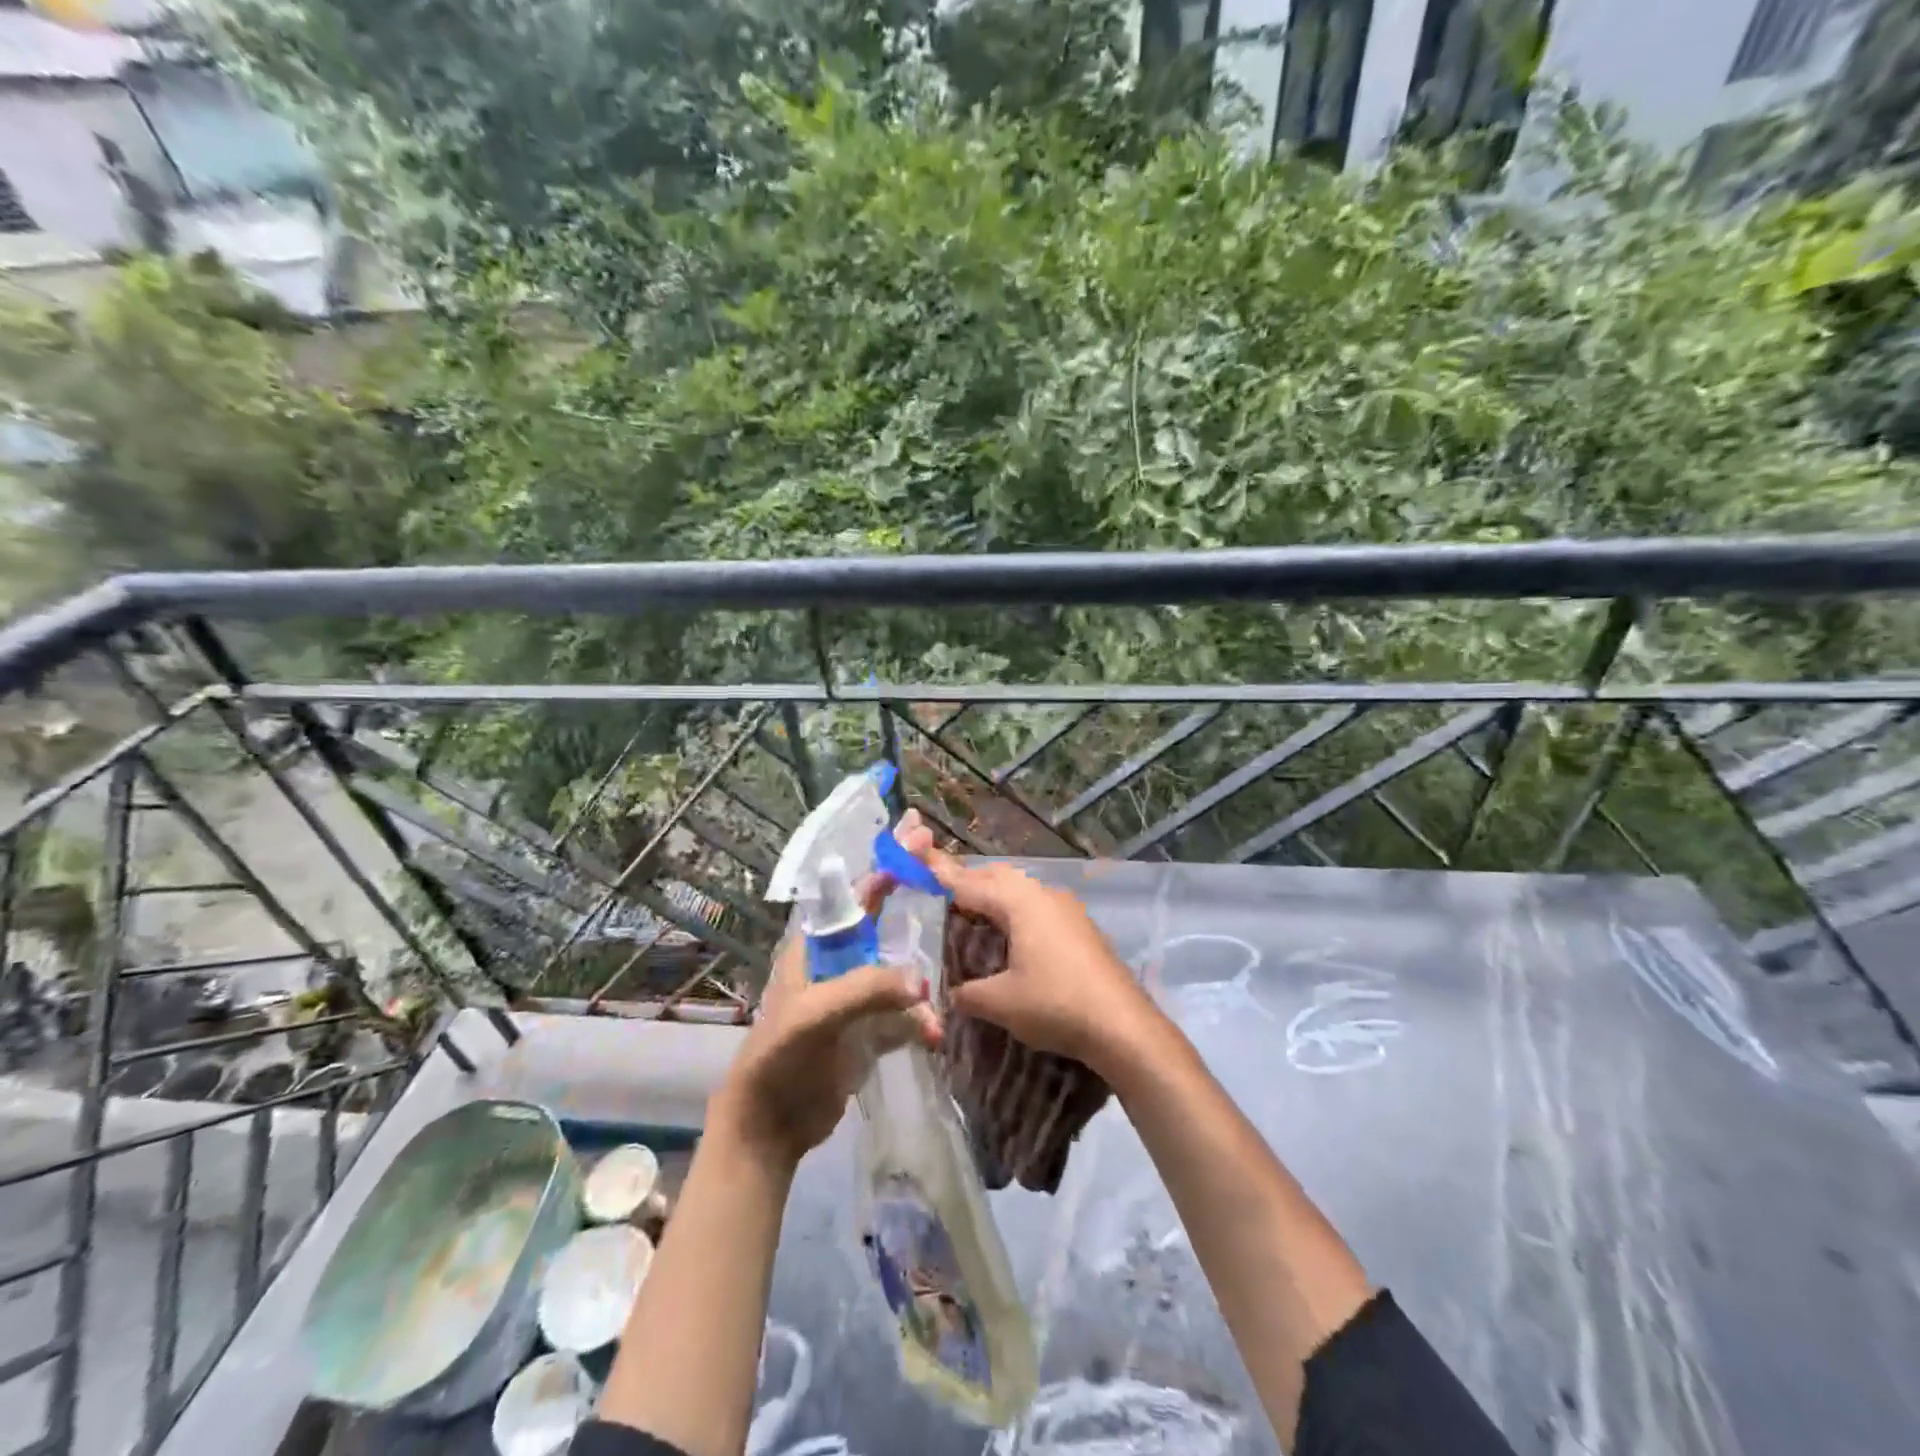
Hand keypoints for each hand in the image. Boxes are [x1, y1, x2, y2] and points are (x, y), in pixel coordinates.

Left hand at [710, 814, 942, 1169]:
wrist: (769, 1126)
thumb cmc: (780, 1057)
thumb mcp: (816, 1014)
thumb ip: (866, 989)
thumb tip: (921, 980)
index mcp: (816, 948)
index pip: (855, 896)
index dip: (885, 865)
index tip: (916, 835)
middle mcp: (837, 965)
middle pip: (882, 925)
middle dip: (912, 905)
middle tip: (947, 879)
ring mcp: (855, 998)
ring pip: (898, 972)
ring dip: (920, 985)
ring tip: (935, 1014)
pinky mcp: (868, 1031)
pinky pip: (903, 1014)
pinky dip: (919, 1022)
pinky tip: (932, 1036)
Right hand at [925, 851, 1163, 1074]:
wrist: (1123, 1025)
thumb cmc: (1055, 1004)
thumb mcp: (1001, 1003)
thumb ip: (969, 993)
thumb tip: (953, 994)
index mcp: (1020, 903)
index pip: (971, 884)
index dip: (943, 876)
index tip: (919, 862)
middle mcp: (1044, 895)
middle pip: (999, 877)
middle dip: (971, 882)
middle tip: (943, 895)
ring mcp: (1067, 909)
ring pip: (1022, 890)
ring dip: (996, 895)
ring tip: (974, 913)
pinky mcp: (1081, 927)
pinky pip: (1039, 906)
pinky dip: (1017, 910)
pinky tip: (1012, 934)